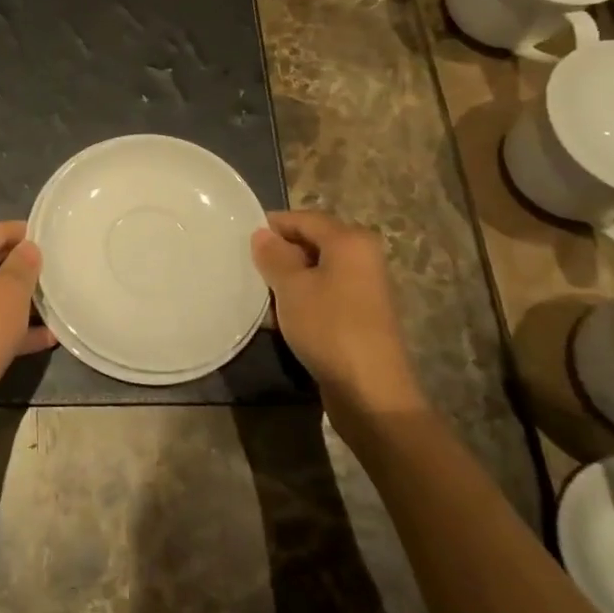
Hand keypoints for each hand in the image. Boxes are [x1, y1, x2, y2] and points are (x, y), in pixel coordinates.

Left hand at [0, 220, 42, 416]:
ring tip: (54, 306)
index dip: (27, 234)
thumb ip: (24, 263)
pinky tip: (44, 337)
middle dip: (24, 269)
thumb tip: (28, 247)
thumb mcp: (12, 291)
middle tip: (55, 275)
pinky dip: (10, 324)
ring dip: (20, 300)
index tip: (53, 242)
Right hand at [251, 210, 426, 432]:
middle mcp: (363, 257)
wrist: (371, 393)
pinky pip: (325, 293)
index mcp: (350, 241)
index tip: (242, 239)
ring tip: (262, 293)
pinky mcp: (361, 315)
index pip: (304, 218)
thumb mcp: (291, 287)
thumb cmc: (329, 328)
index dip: (273, 225)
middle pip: (313, 242)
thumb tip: (262, 234)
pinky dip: (304, 298)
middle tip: (249, 267)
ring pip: (317, 270)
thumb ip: (273, 255)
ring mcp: (365, 288)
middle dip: (281, 253)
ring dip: (290, 279)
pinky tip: (283, 317)